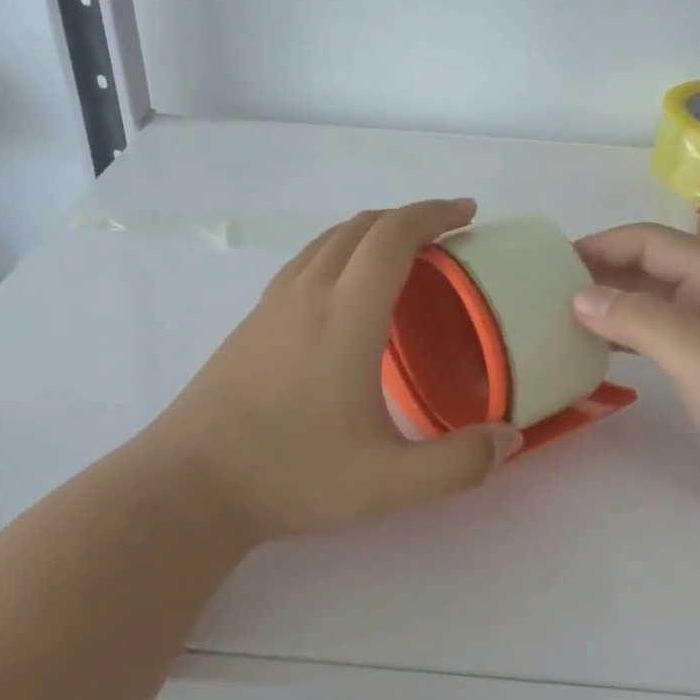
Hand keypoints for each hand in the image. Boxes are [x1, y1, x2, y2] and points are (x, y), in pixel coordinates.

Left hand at [151, 199, 523, 542]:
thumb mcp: (388, 483)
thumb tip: (510, 439)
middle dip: (410, 217)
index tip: (468, 213)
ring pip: (329, 239)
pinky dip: (343, 250)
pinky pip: (308, 260)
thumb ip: (458, 464)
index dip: (434, 213)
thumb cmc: (291, 475)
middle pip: (362, 226)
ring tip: (406, 254)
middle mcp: (309, 294)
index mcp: (346, 316)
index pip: (393, 236)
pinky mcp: (253, 321)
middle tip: (449, 233)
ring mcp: (274, 304)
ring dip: (373, 231)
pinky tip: (349, 289)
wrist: (189, 485)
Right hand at [572, 223, 699, 520]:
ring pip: (649, 300)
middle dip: (599, 271)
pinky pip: (655, 334)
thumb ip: (640, 320)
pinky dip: (623, 334)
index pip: (650, 241)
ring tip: (561, 316)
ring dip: (608, 302)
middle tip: (545, 291)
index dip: (601, 244)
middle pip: (648, 266)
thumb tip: (579, 296)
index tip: (550, 263)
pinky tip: (596, 349)